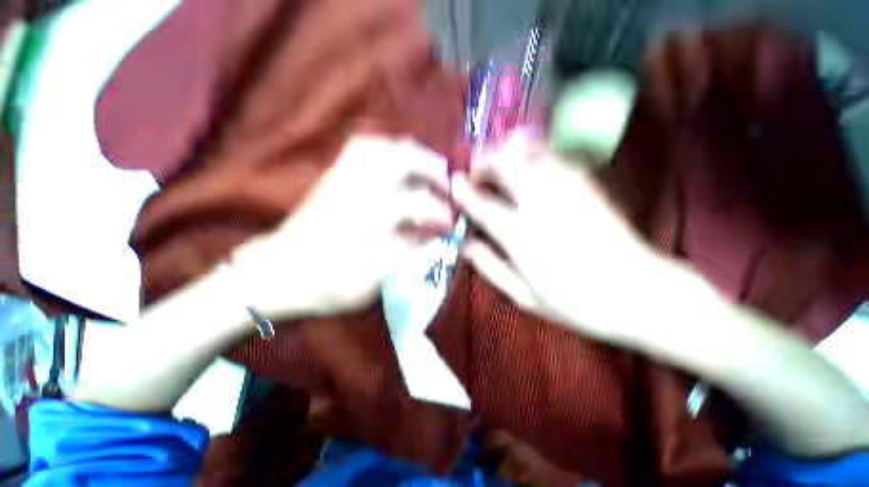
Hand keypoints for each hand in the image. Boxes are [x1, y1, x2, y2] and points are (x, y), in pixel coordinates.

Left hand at [233, 135, 452, 317]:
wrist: (277, 272)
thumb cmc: (325, 284)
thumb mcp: (372, 282)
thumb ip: (405, 254)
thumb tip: (433, 236)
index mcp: (369, 224)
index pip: (417, 207)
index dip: (440, 214)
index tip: (451, 223)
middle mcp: (358, 194)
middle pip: (401, 163)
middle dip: (432, 170)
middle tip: (446, 184)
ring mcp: (342, 180)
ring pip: (382, 149)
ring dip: (411, 154)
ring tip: (426, 166)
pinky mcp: (332, 176)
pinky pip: (360, 148)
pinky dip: (385, 148)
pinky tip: (395, 159)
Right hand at [452, 132, 656, 341]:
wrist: (640, 293)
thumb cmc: (576, 303)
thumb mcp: (523, 295)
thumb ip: (489, 266)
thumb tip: (464, 244)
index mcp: (523, 237)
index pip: (483, 205)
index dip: (463, 191)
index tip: (453, 182)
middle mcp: (542, 206)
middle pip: (507, 165)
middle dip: (485, 163)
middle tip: (477, 174)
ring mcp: (568, 190)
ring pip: (530, 153)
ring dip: (507, 153)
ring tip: (498, 165)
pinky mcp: (587, 184)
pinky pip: (553, 156)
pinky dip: (533, 153)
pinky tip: (527, 164)